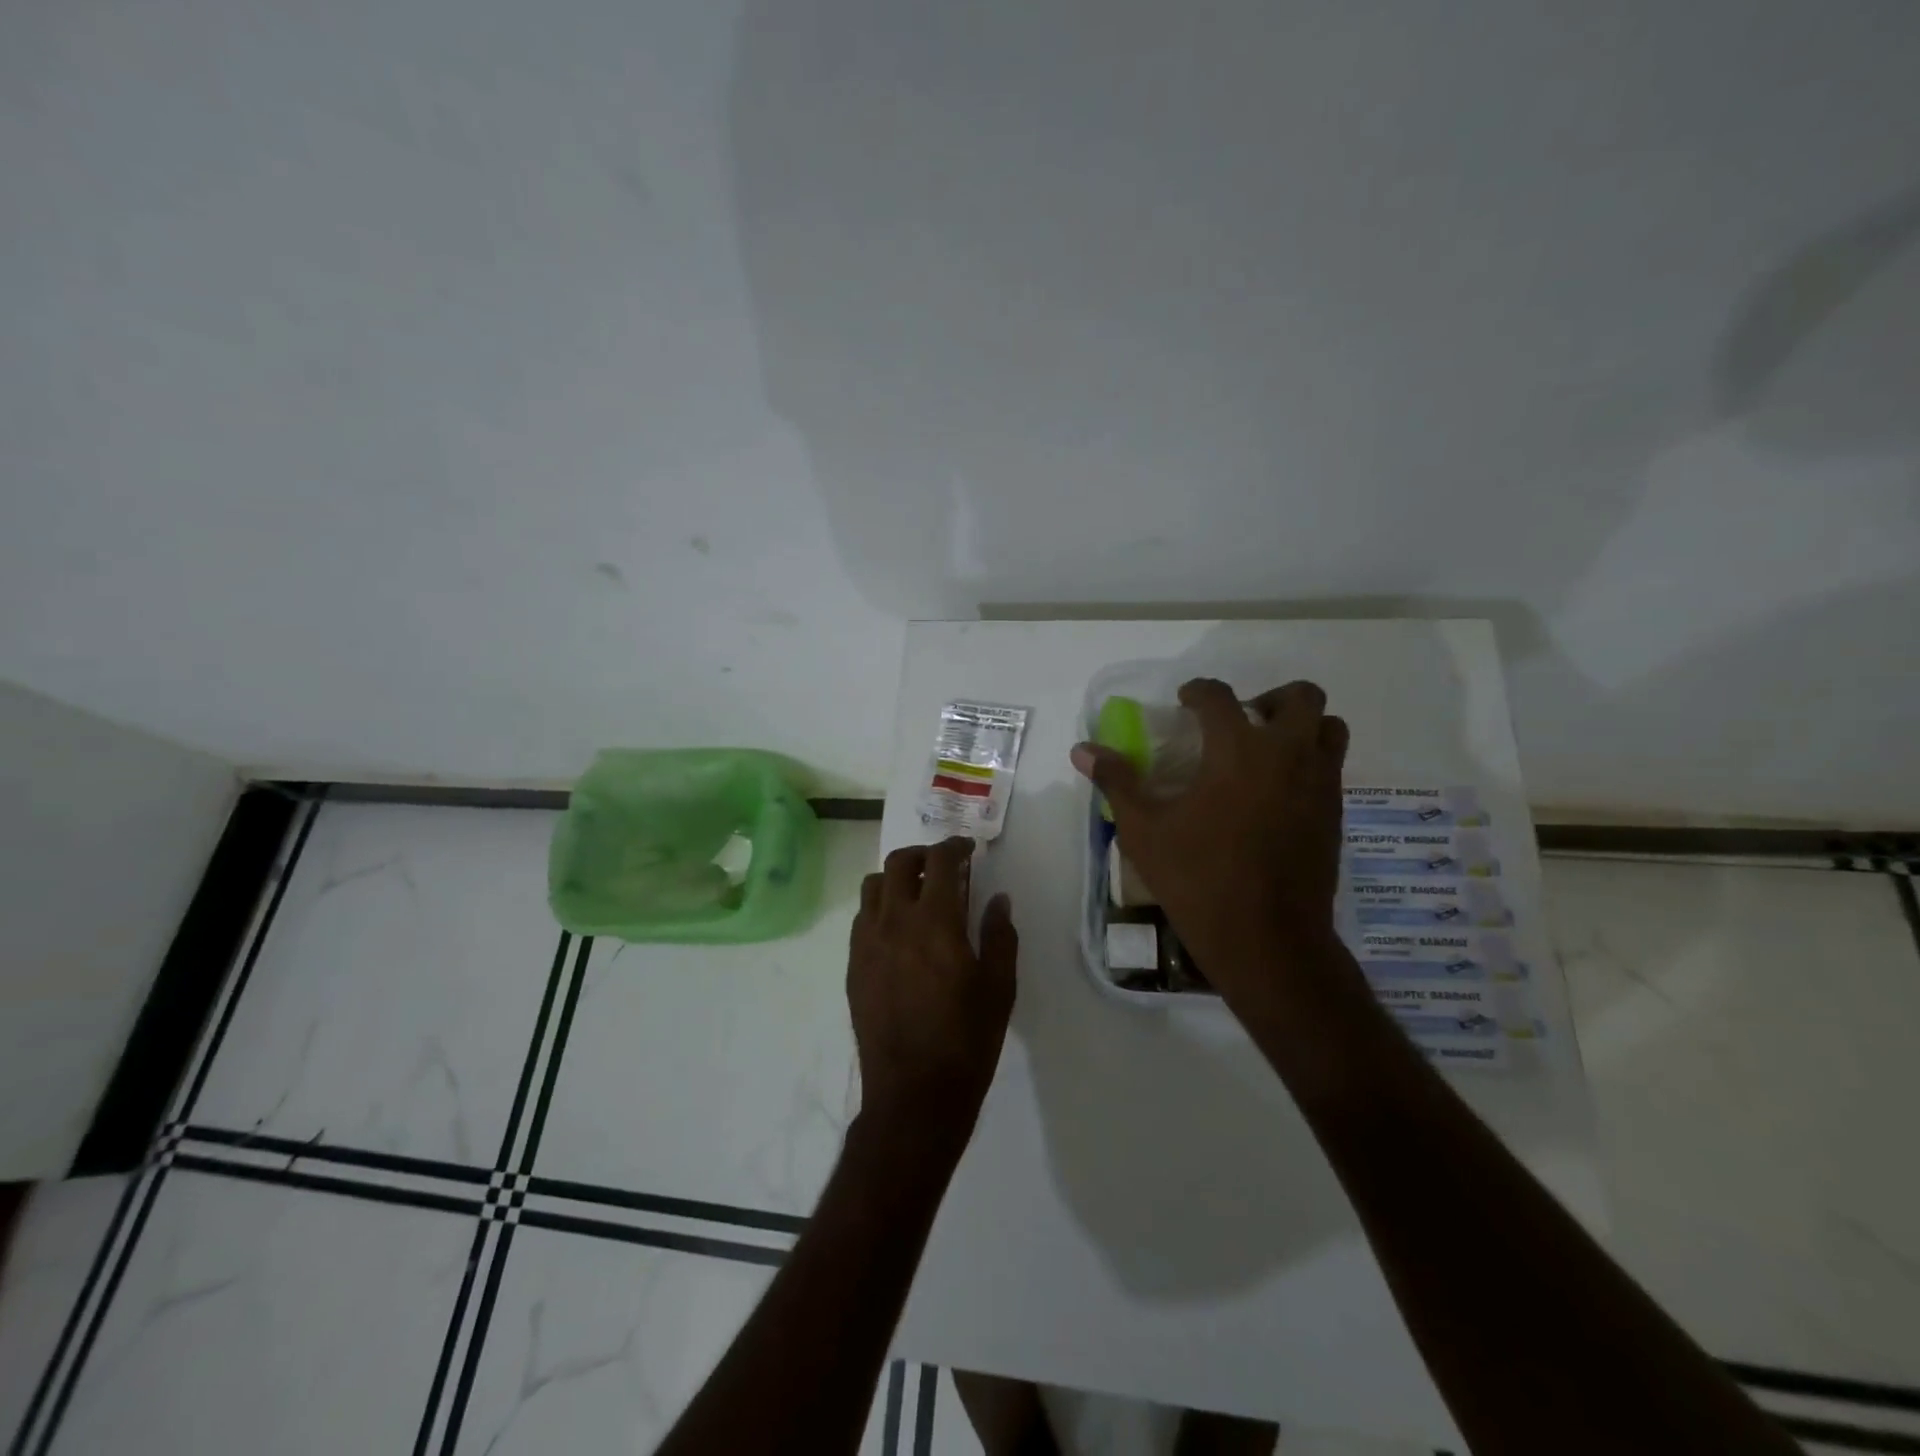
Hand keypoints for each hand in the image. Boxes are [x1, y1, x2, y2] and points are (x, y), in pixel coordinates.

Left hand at [848, 837, 1017, 1154]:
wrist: (913, 1096)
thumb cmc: (966, 1042)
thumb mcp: (998, 988)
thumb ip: (999, 936)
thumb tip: (998, 899)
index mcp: (935, 923)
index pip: (939, 862)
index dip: (954, 847)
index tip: (967, 850)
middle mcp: (894, 922)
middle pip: (898, 863)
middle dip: (922, 854)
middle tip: (943, 866)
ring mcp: (867, 944)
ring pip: (873, 887)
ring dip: (896, 878)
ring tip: (917, 894)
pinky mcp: (853, 966)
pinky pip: (862, 919)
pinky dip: (880, 908)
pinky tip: (898, 930)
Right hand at [1071, 678, 1348, 999]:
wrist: (1268, 940)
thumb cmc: (1199, 879)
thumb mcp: (1144, 830)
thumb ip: (1117, 781)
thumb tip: (1082, 749)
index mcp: (1238, 750)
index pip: (1220, 696)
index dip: (1198, 691)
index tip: (1185, 701)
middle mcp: (1288, 754)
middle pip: (1301, 697)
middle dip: (1269, 698)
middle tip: (1241, 722)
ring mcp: (1320, 784)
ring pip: (1330, 727)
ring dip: (1301, 726)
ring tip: (1267, 751)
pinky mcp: (1335, 814)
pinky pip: (1332, 767)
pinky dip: (1309, 762)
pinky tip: (1276, 794)